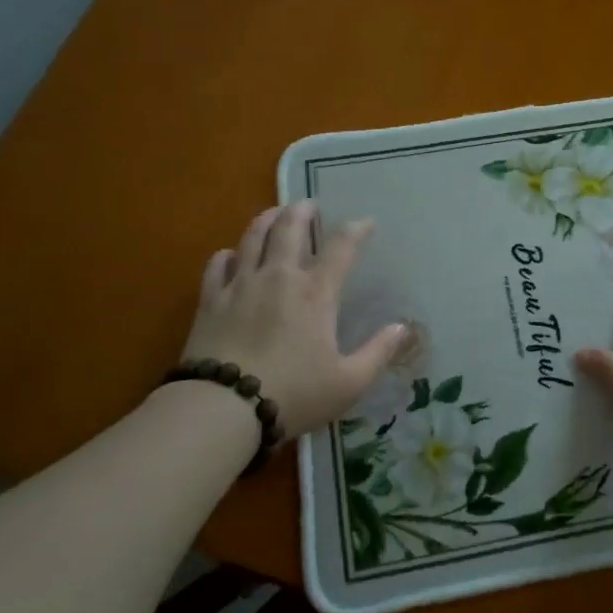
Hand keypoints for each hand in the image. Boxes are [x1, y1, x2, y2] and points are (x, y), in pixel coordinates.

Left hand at [183, 202, 406, 437]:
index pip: (341, 248)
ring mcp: (240, 285)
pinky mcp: (210, 300)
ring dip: (266, 219)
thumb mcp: (349, 382)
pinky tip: (230, 255)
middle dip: (302, 211)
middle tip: (309, 204)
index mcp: (316, 294)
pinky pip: (217, 265)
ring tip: (274, 213)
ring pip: (252, 237)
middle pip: (289, 228)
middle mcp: (279, 277)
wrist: (224, 408)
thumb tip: (402, 328)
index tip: (367, 222)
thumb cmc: (294, 394)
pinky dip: (227, 254)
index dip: (356, 230)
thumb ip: (378, 352)